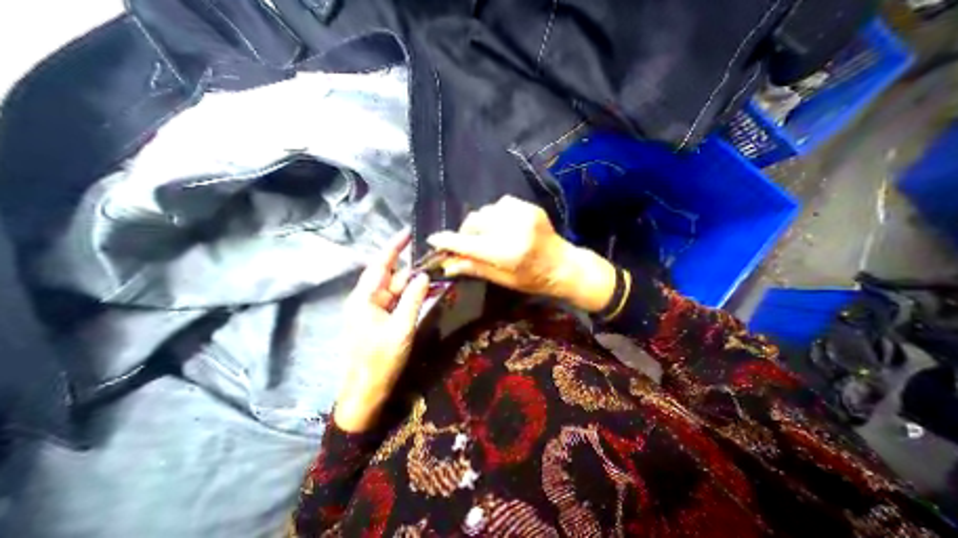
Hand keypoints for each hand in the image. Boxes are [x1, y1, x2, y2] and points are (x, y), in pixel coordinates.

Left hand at [333, 231, 427, 431]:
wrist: (366, 393)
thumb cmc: (380, 360)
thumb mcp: (401, 328)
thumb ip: (413, 299)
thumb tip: (423, 275)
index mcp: (365, 298)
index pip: (380, 264)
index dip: (394, 247)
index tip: (408, 232)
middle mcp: (368, 300)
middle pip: (392, 276)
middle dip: (412, 267)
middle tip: (434, 257)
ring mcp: (375, 311)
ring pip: (397, 289)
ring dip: (415, 282)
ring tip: (436, 273)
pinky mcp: (382, 320)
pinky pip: (399, 302)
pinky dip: (412, 296)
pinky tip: (428, 291)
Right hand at [429, 196, 622, 311]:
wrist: (564, 265)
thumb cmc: (533, 279)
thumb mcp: (503, 279)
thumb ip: (475, 268)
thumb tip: (447, 265)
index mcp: (506, 253)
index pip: (468, 244)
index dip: (447, 241)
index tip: (433, 239)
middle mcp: (512, 229)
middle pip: (473, 222)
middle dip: (465, 232)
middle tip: (467, 244)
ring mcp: (522, 214)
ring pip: (484, 211)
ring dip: (480, 224)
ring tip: (488, 236)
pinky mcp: (528, 206)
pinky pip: (499, 204)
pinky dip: (495, 215)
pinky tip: (502, 226)